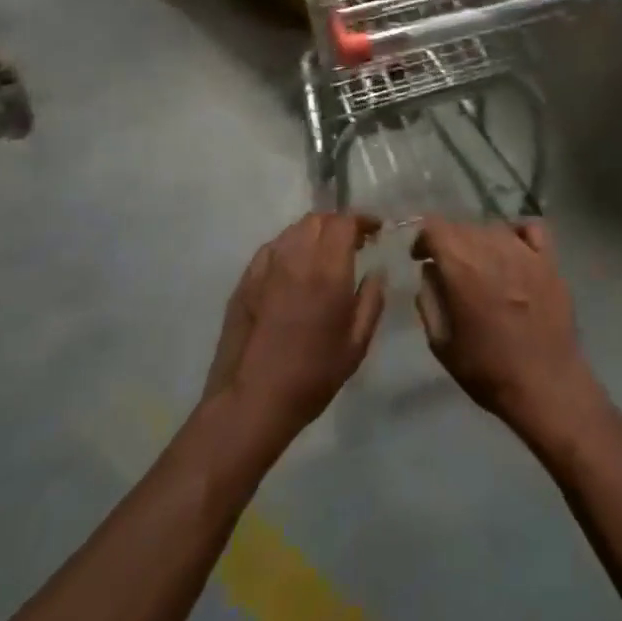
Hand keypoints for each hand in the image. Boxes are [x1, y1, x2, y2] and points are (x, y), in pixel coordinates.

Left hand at [204, 213, 385, 442]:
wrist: (251, 400)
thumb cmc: (312, 375)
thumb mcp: (356, 344)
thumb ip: (372, 300)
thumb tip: (376, 271)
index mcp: (327, 271)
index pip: (344, 222)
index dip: (362, 220)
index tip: (375, 231)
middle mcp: (295, 258)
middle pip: (317, 220)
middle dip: (338, 224)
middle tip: (352, 243)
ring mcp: (265, 267)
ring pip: (292, 231)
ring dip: (313, 234)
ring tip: (324, 255)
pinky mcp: (245, 280)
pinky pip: (272, 249)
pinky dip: (289, 248)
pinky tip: (294, 270)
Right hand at [412, 219, 605, 447]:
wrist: (545, 385)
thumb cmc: (488, 370)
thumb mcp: (442, 343)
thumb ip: (429, 300)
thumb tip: (430, 272)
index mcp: (462, 268)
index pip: (435, 228)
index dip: (423, 239)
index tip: (420, 258)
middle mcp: (493, 249)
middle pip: (463, 226)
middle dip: (449, 242)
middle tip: (448, 269)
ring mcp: (525, 253)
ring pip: (493, 227)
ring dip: (479, 240)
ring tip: (480, 265)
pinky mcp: (550, 261)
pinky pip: (531, 229)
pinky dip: (516, 233)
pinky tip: (513, 251)